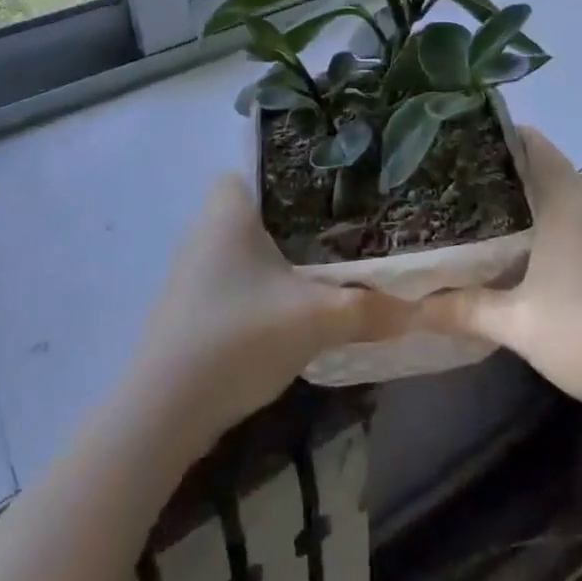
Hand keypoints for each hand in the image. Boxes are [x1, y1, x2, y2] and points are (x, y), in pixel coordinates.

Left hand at [129, 174, 411, 446]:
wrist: (163, 414)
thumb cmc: (237, 337)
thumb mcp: (315, 319)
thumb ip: (369, 310)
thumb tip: (418, 308)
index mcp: (227, 211)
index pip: (252, 167)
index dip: (286, 173)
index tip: (325, 189)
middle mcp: (202, 231)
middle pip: (253, 209)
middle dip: (291, 219)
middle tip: (337, 229)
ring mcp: (190, 273)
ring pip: (242, 249)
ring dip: (274, 258)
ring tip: (321, 266)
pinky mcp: (187, 310)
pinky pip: (231, 281)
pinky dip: (256, 288)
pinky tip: (284, 310)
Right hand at [415, 127, 581, 418]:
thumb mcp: (517, 324)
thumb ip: (463, 310)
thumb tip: (411, 307)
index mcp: (566, 205)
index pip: (535, 146)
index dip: (504, 133)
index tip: (468, 135)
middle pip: (545, 175)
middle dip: (505, 176)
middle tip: (461, 183)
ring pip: (563, 206)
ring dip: (530, 208)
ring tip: (485, 219)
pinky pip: (579, 231)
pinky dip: (552, 233)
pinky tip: (530, 261)